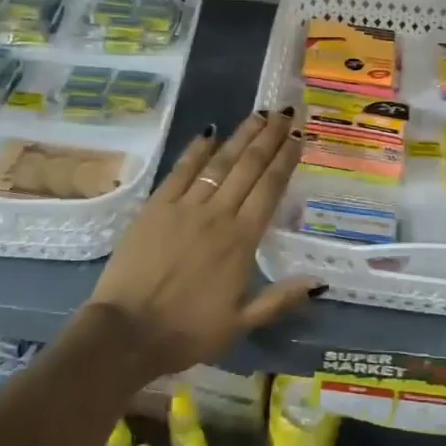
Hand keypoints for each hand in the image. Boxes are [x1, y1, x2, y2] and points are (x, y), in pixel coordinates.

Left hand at [84, 109, 320, 379]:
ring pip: (219, 163)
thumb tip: (318, 281)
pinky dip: (197, 150)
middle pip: (248, 167)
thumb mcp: (240, 324)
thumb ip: (279, 299)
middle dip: (269, 138)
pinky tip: (209, 133)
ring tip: (258, 115)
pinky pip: (181, 171)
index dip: (286, 160)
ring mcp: (185, 207)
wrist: (127, 333)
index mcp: (242, 241)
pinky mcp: (156, 207)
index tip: (298, 136)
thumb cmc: (187, 331)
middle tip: (284, 113)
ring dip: (240, 136)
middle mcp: (218, 215)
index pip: (270, 189)